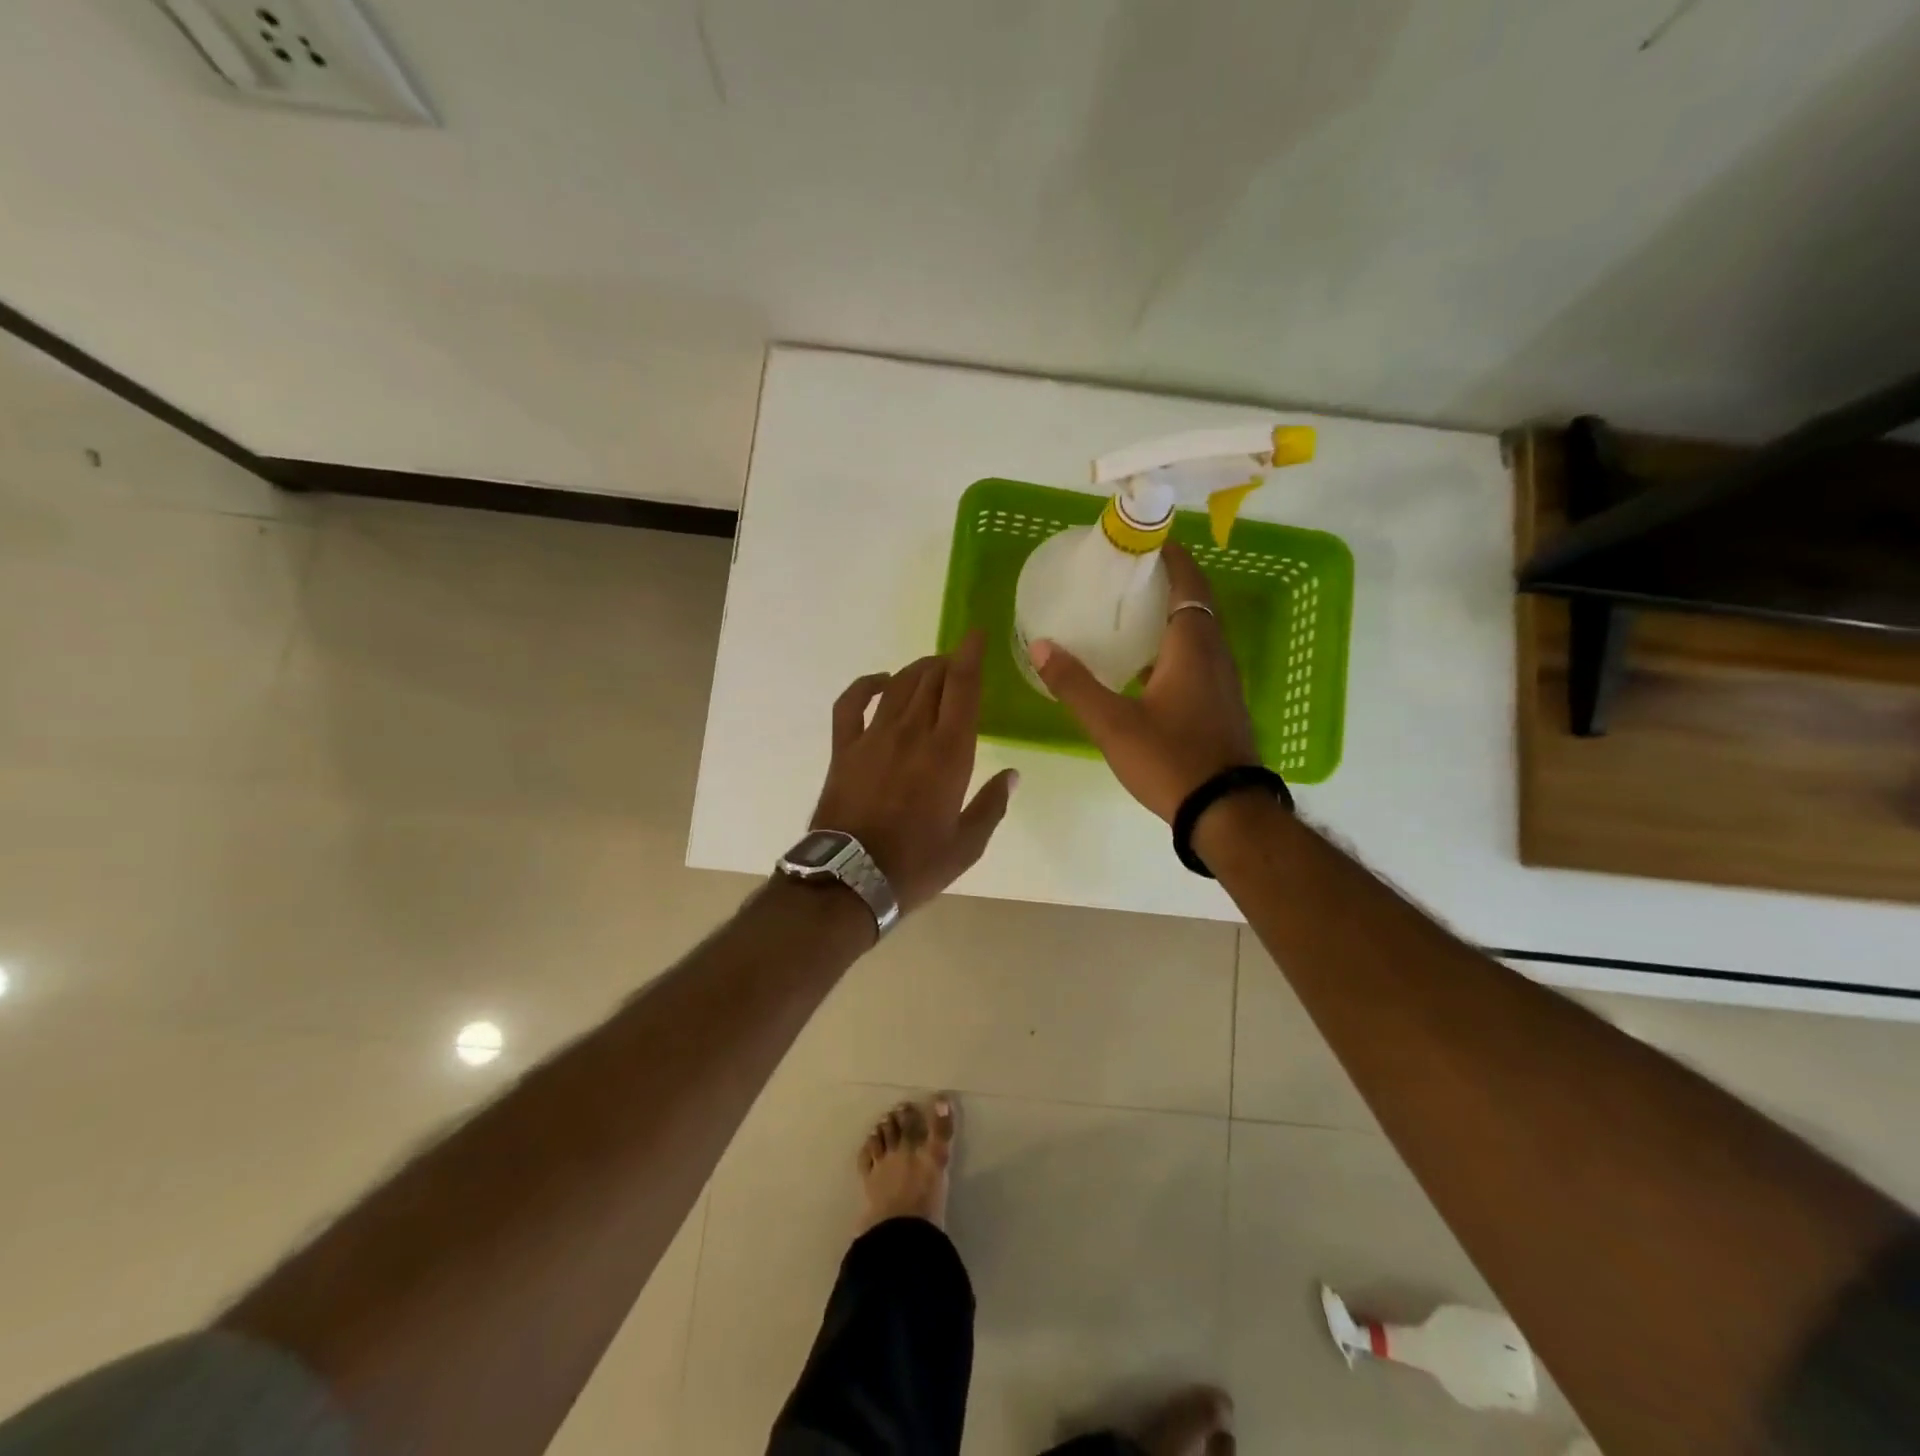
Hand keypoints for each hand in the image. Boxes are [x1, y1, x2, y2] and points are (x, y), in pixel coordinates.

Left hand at [810, 630, 1018, 912]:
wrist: (851, 879)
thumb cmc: (916, 864)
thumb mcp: (967, 844)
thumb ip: (992, 805)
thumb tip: (1012, 774)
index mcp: (948, 754)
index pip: (963, 689)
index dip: (971, 656)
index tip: (978, 635)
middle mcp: (912, 733)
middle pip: (931, 680)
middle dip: (948, 663)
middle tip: (959, 665)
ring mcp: (873, 737)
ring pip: (898, 685)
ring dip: (916, 670)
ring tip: (930, 670)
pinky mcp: (844, 748)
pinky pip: (851, 703)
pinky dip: (866, 685)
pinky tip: (880, 683)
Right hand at [1028, 542, 1259, 822]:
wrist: (1225, 812)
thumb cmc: (1170, 759)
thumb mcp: (1112, 724)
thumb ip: (1074, 684)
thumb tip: (1040, 645)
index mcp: (1193, 647)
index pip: (1188, 583)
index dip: (1171, 557)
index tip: (1145, 541)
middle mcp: (1215, 656)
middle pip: (1196, 603)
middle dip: (1167, 582)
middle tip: (1126, 576)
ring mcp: (1223, 682)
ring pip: (1198, 633)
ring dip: (1171, 616)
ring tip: (1129, 614)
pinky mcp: (1221, 705)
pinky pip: (1199, 659)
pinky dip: (1174, 648)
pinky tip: (1144, 667)